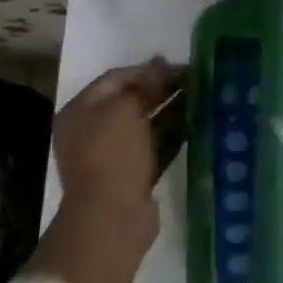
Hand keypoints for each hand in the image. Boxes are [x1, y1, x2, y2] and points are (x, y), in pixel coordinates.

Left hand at [27, 57, 183, 282]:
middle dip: (162, 88)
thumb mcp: (124, 109)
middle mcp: (93, 130)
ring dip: (172, 109)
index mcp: (81, 110)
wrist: (112, 218)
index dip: (147, 69)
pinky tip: (198, 123)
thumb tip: (161, 67)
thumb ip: (143, 84)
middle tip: (194, 78)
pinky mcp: (134, 174)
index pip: (115, 78)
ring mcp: (113, 154)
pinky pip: (156, 145)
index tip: (177, 65)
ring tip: (202, 97)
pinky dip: (174, 134)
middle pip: (131, 100)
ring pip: (147, 123)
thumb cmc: (112, 155)